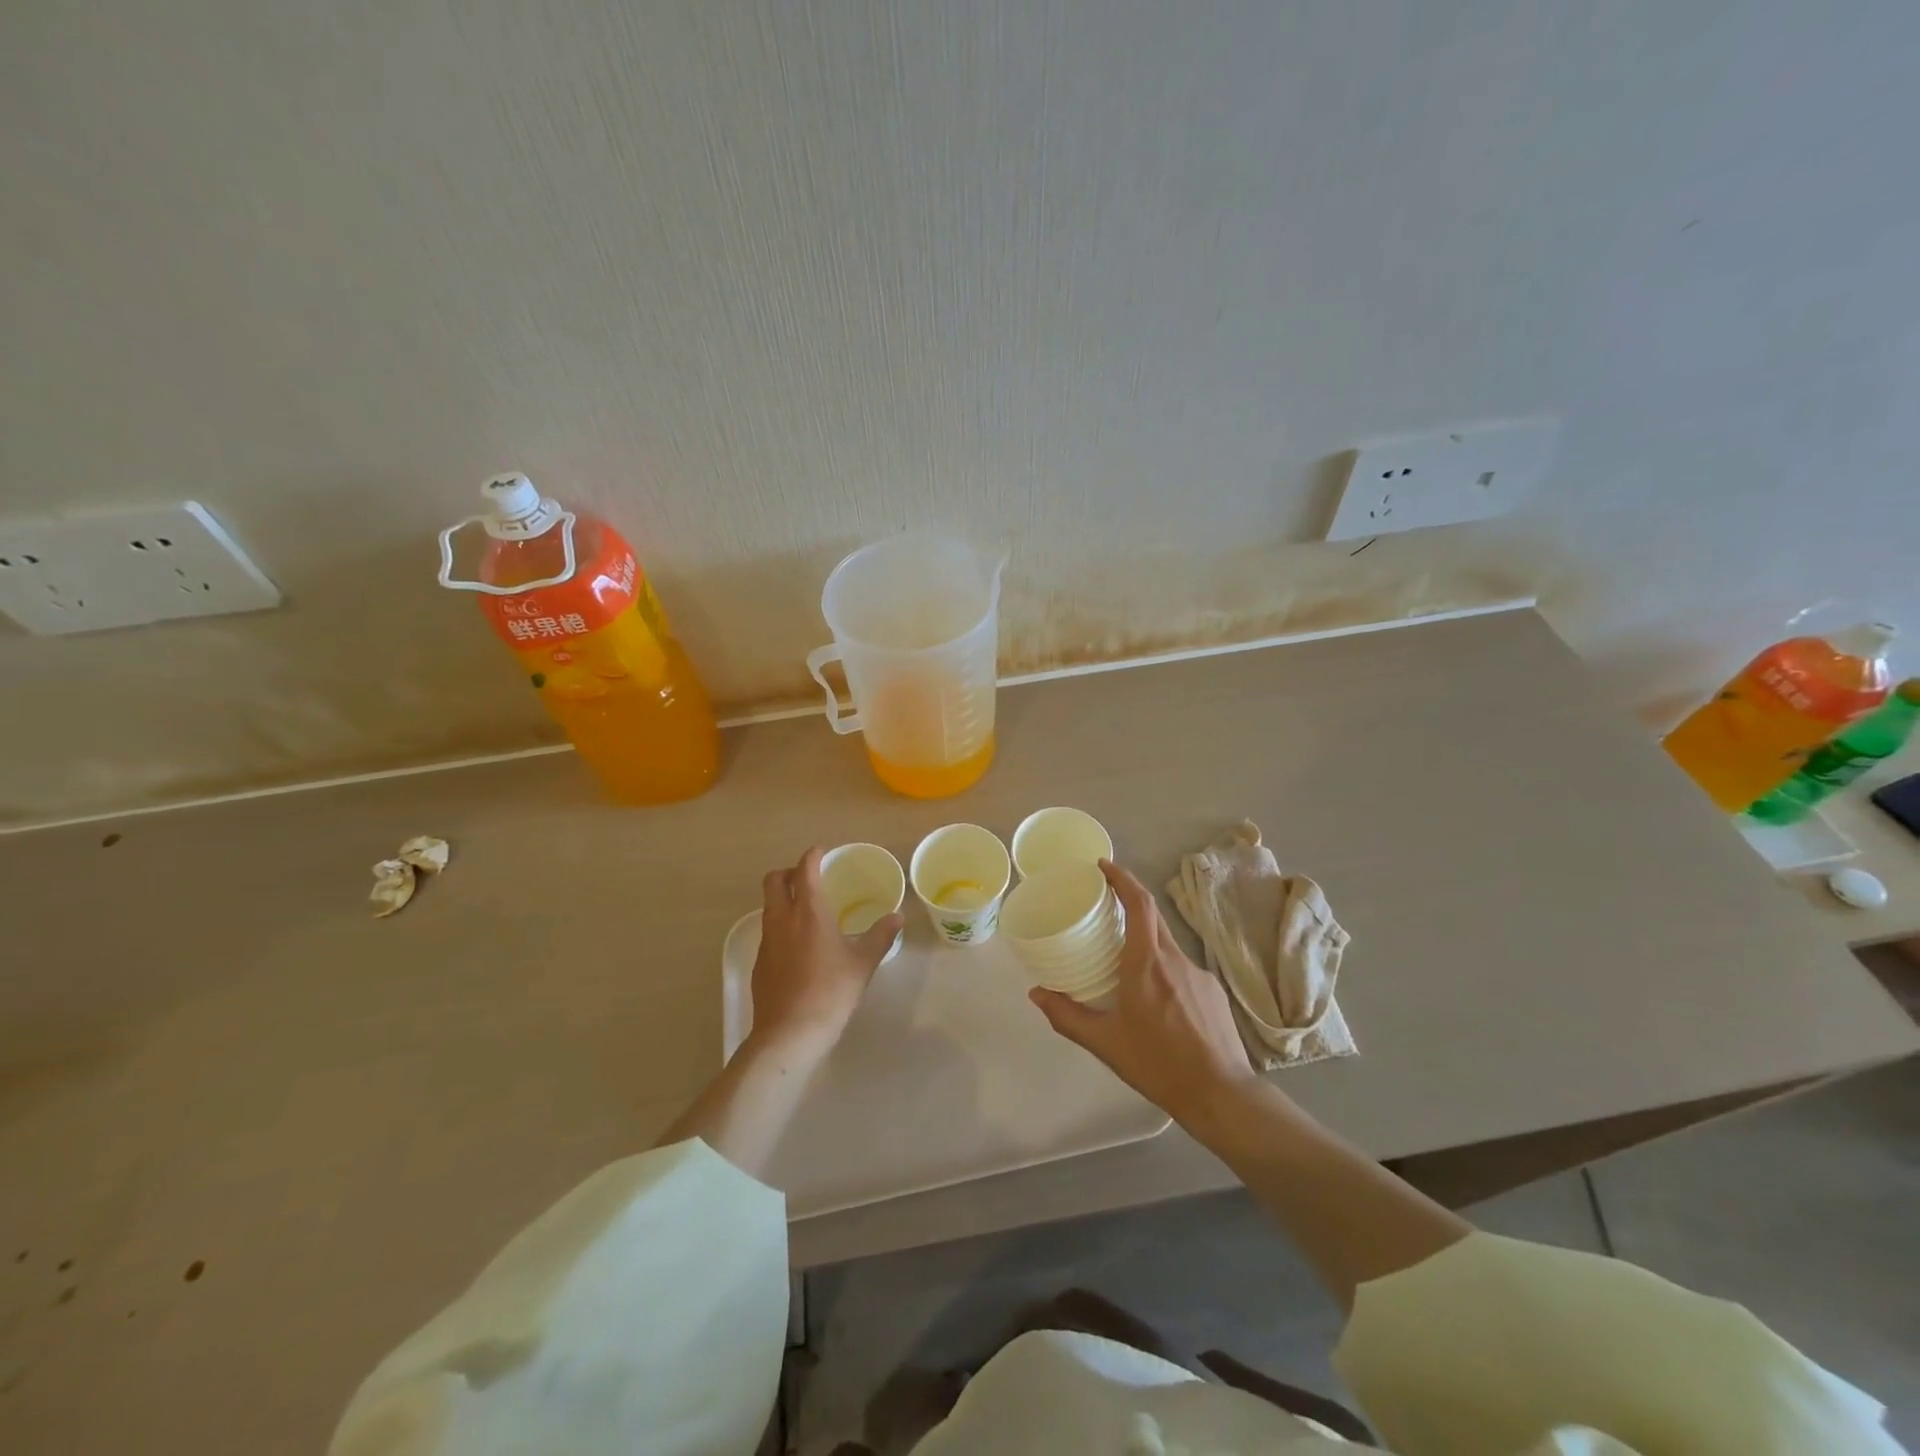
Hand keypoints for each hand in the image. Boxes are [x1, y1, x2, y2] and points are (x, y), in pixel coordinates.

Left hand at [747, 846, 902, 1059]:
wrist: (789, 1033)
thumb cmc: (831, 992)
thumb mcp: (863, 963)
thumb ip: (880, 936)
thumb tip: (897, 917)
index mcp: (808, 911)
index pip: (804, 869)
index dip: (812, 856)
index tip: (822, 853)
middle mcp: (782, 919)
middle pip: (773, 880)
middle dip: (789, 873)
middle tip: (809, 879)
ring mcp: (766, 941)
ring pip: (768, 906)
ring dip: (783, 899)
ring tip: (806, 913)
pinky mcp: (759, 963)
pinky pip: (767, 932)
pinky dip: (780, 927)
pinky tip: (798, 947)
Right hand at [1029, 859, 1256, 1125]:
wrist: (1221, 1094)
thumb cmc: (1158, 1064)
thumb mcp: (1105, 1043)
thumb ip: (1067, 1016)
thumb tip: (1036, 993)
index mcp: (1147, 962)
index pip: (1139, 903)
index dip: (1122, 878)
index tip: (1103, 866)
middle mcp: (1175, 959)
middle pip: (1152, 916)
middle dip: (1129, 902)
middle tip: (1104, 905)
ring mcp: (1199, 974)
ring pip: (1167, 944)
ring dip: (1145, 941)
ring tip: (1124, 962)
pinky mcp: (1214, 992)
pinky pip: (1182, 968)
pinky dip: (1163, 968)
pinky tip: (1156, 999)